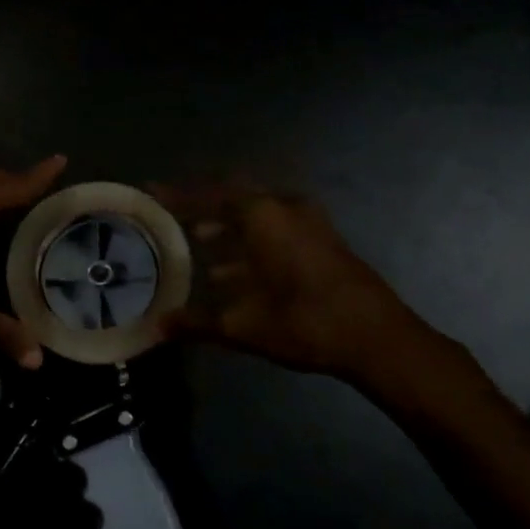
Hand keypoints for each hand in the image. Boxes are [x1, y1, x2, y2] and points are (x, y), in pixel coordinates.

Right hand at [156, 184, 440, 384]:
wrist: (379, 338)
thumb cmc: (304, 322)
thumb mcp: (242, 326)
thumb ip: (195, 323)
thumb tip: (155, 329)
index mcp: (262, 216)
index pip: (208, 195)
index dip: (177, 194)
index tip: (151, 189)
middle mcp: (284, 208)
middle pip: (233, 195)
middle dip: (202, 204)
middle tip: (173, 214)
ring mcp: (309, 221)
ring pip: (257, 211)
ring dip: (228, 223)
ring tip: (197, 241)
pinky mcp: (323, 239)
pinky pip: (275, 225)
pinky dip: (251, 237)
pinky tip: (234, 268)